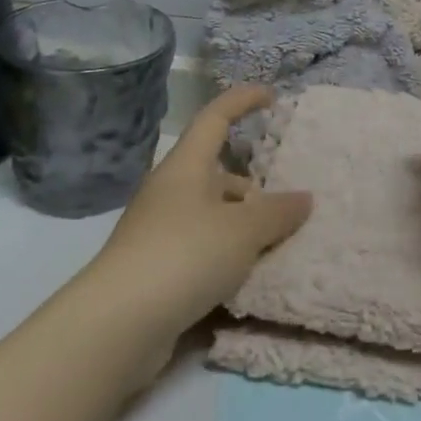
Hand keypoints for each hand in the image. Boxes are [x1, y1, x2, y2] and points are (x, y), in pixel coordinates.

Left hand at [88, 85, 310, 353]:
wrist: (117, 325)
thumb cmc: (184, 255)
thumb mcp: (243, 231)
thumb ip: (278, 212)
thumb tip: (304, 198)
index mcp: (186, 167)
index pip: (216, 117)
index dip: (243, 100)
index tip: (272, 96)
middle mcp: (170, 191)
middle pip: (217, 172)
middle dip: (252, 183)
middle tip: (287, 203)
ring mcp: (159, 230)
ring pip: (211, 213)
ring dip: (242, 224)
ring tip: (277, 245)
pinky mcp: (156, 268)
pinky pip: (202, 248)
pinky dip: (227, 254)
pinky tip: (249, 275)